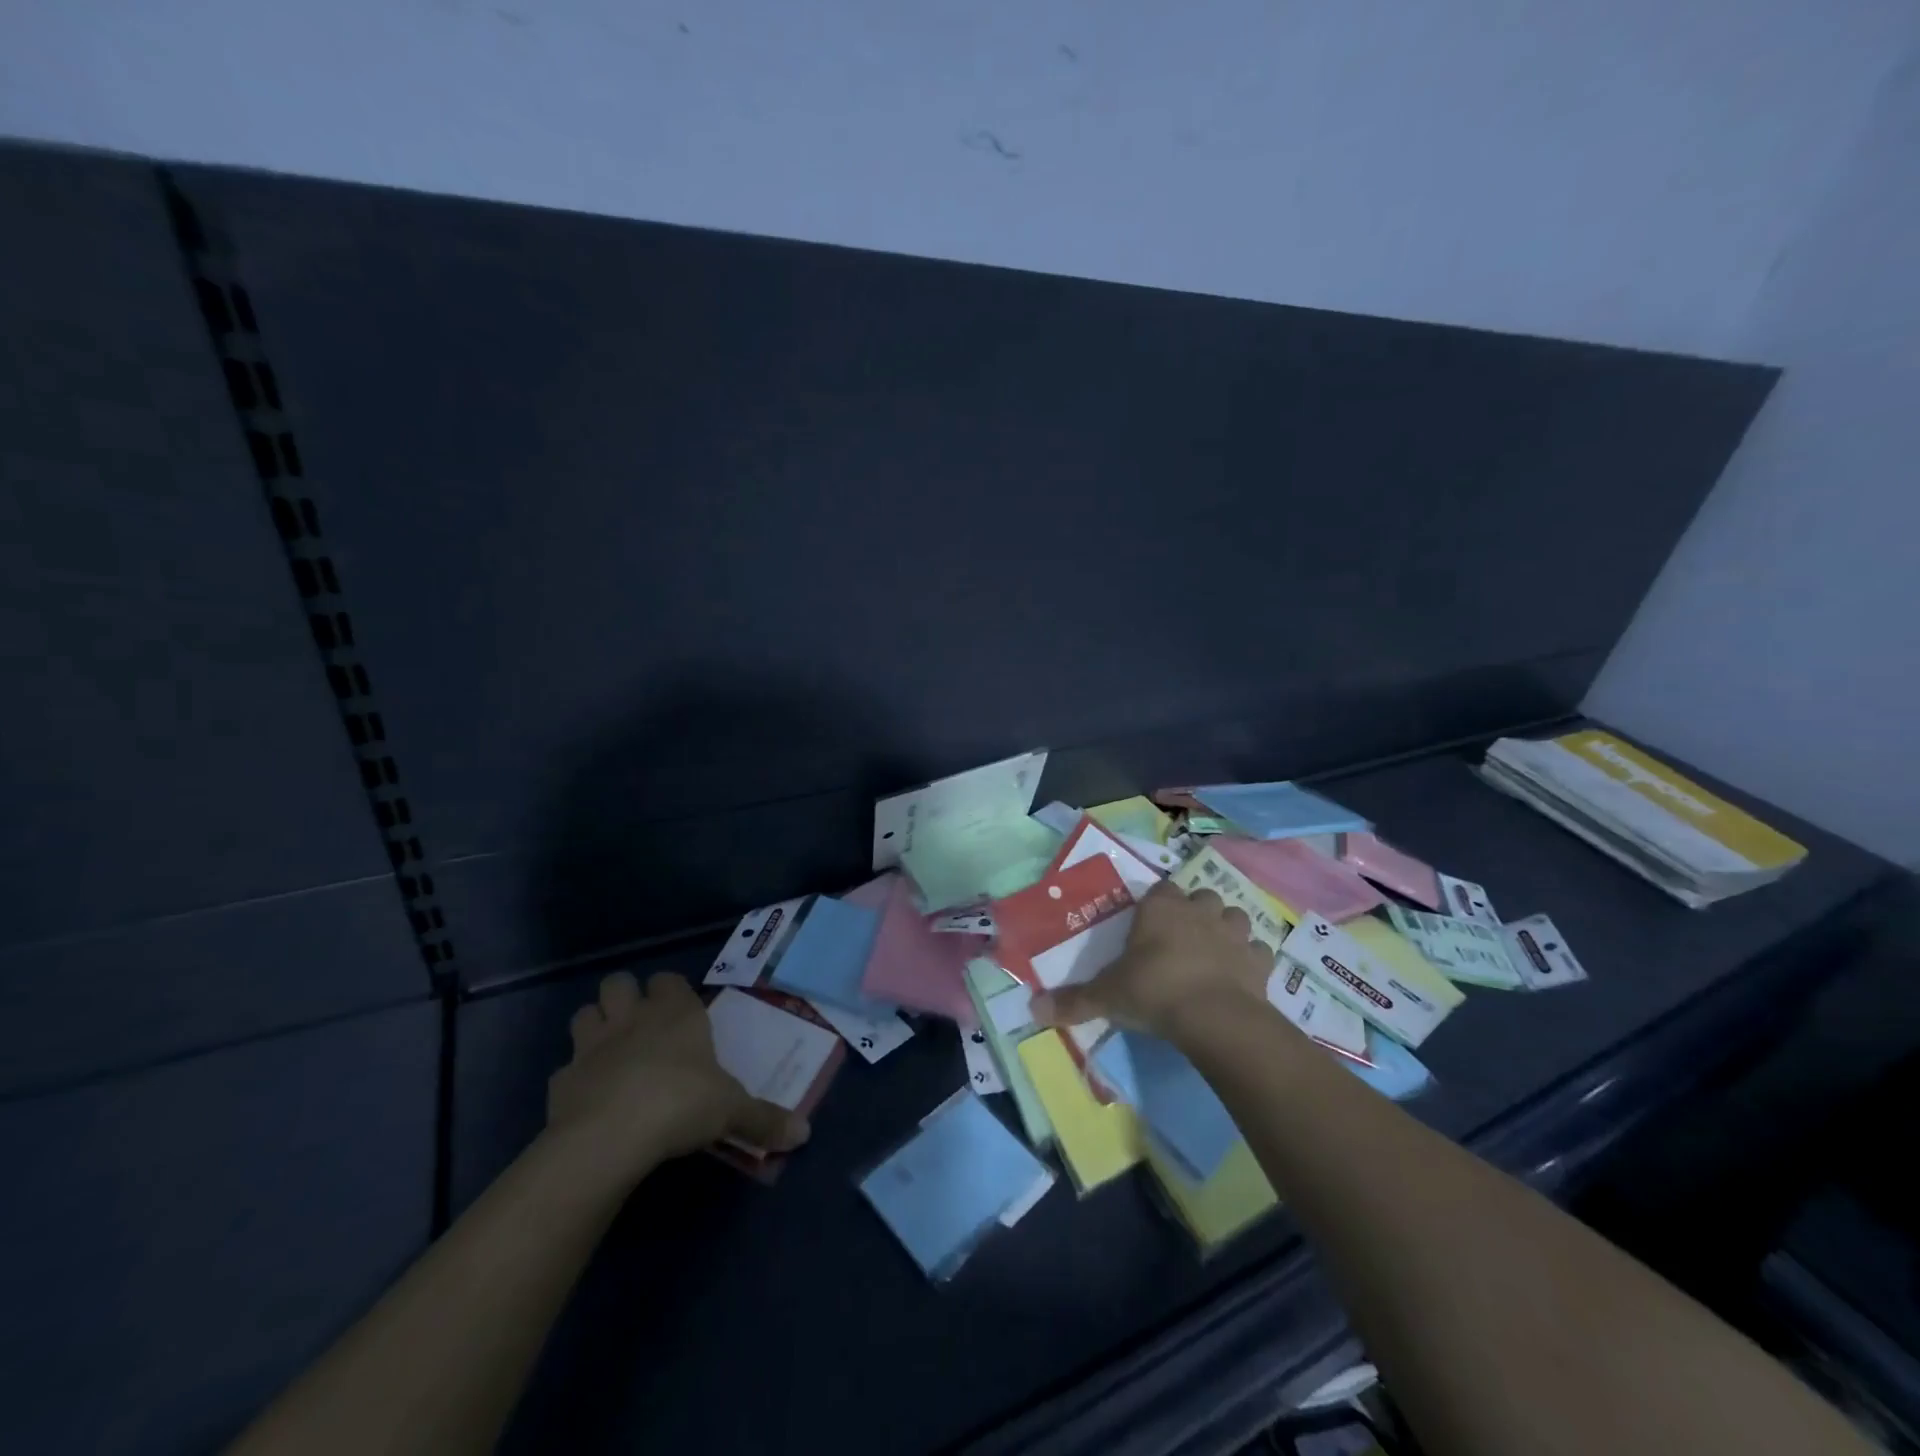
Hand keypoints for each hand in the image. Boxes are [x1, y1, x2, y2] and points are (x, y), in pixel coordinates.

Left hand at [546, 972, 809, 1179]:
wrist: (611, 1136)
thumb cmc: (681, 1104)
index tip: (681, 1011)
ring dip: (595, 1026)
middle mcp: (632, 1018)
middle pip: (617, 982)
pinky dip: (575, 1078)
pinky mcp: (561, 1081)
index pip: (668, 979)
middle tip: (641, 1024)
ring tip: (611, 1051)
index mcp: (675, 1013)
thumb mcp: (732, 1111)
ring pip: (584, 1014)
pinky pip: (565, 1069)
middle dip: (625, 997)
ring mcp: (591, 1046)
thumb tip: (804, 1133)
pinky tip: (589, 1098)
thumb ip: (765, 1119)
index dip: (671, 991)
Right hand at [1031, 880, 1275, 1041]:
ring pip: (1235, 916)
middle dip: (1195, 911)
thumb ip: (1072, 1001)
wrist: (1213, 1017)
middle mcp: (1199, 911)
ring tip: (1214, 951)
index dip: (1157, 905)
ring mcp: (1233, 933)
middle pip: (1201, 897)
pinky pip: (1259, 951)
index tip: (1150, 925)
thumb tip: (1033, 1010)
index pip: (1161, 889)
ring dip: (1226, 929)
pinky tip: (1241, 975)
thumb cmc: (1153, 992)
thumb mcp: (1106, 997)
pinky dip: (1251, 959)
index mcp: (1160, 908)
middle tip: (1182, 939)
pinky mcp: (1259, 960)